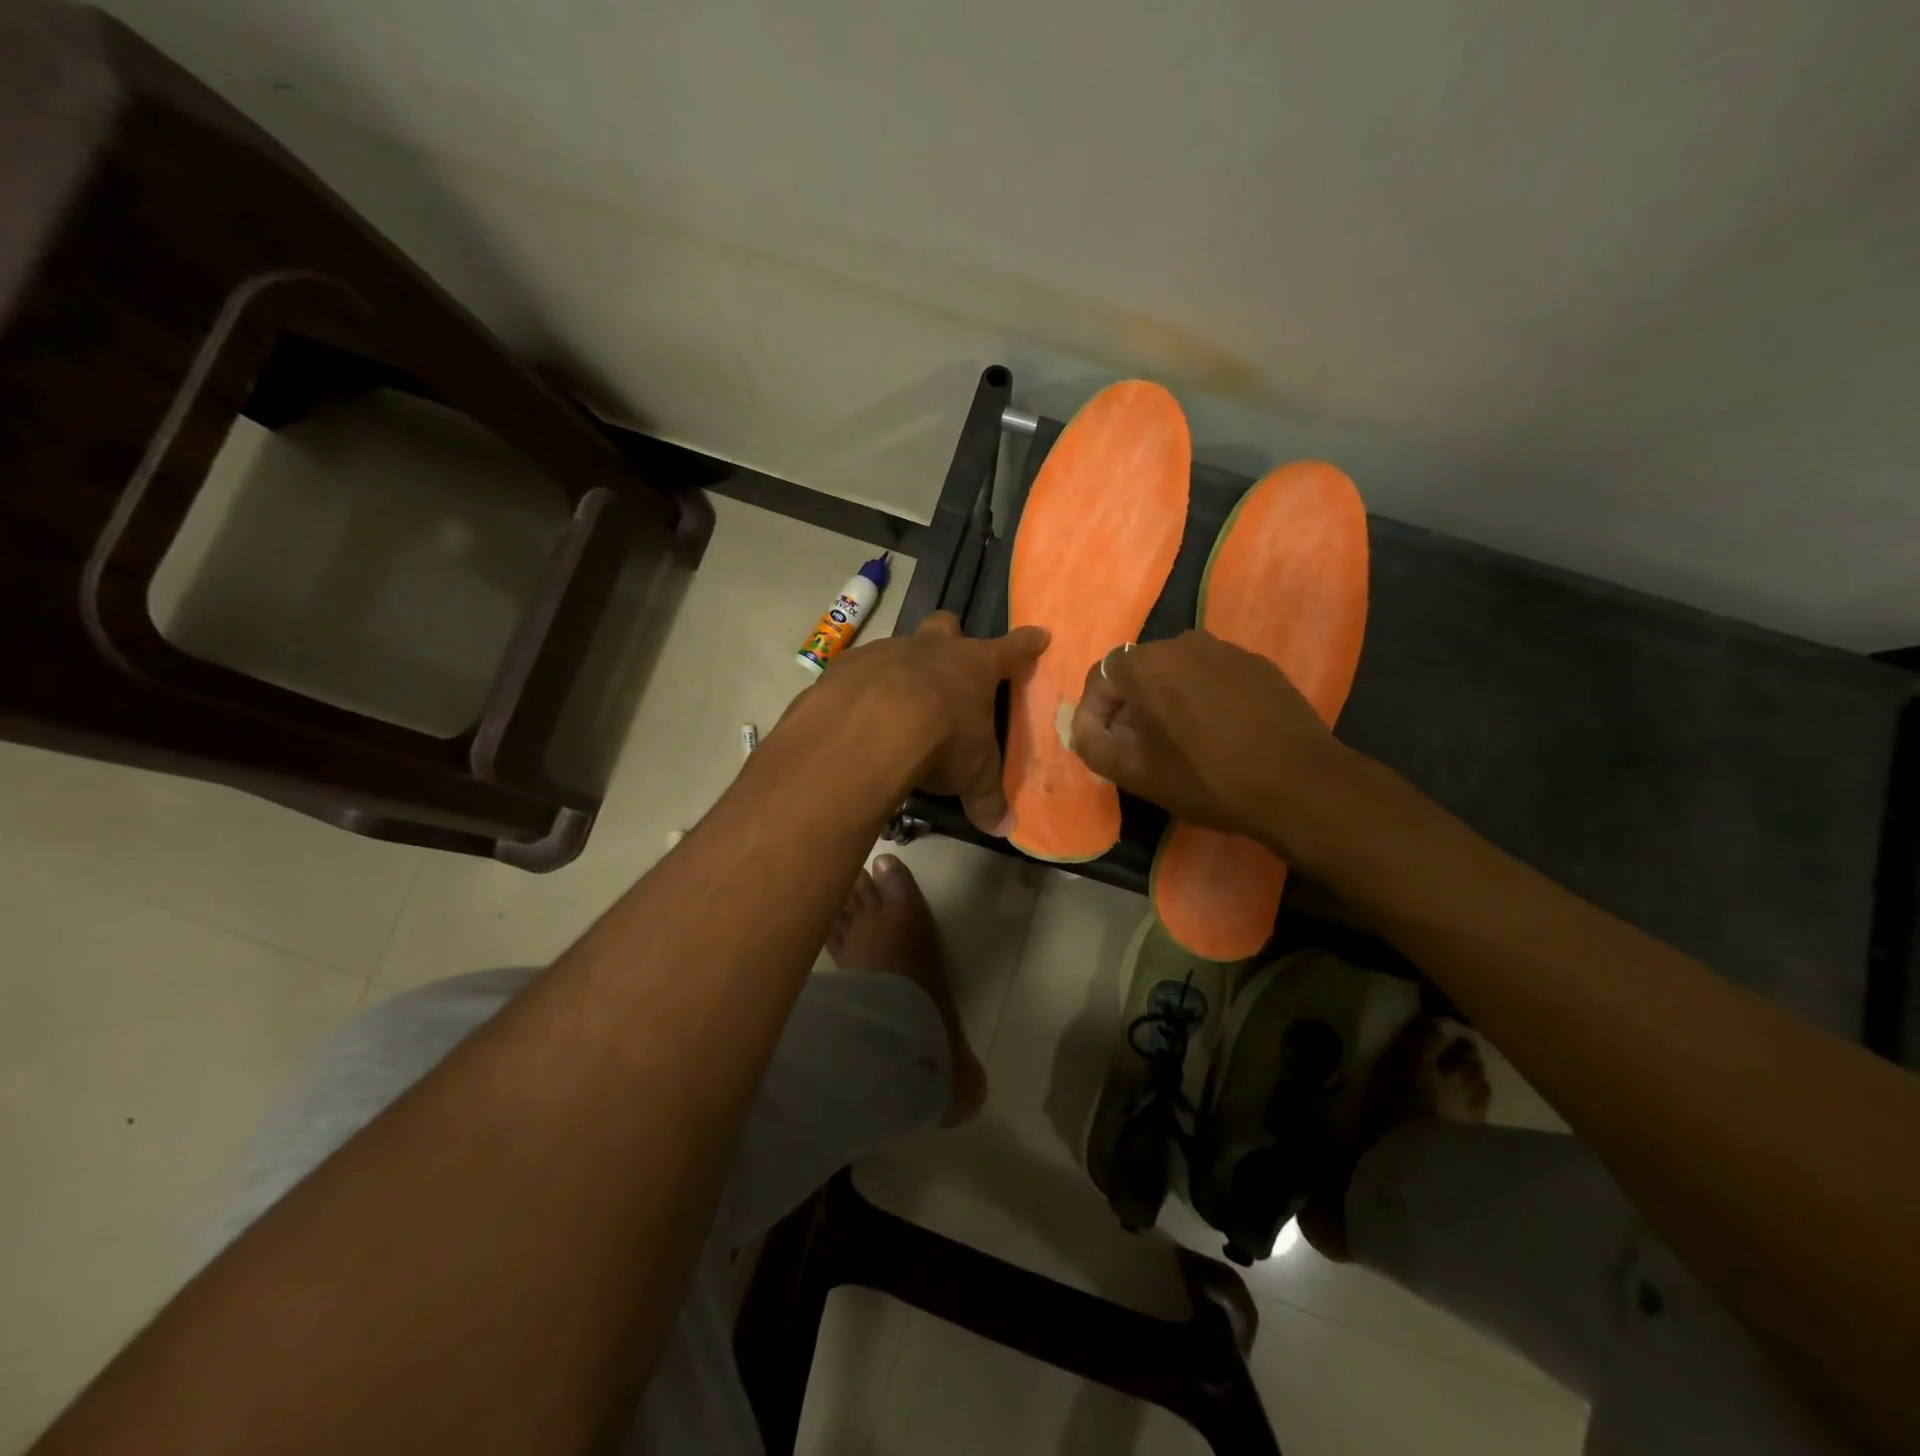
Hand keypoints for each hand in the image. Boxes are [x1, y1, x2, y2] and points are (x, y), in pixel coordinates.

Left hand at [793, 611, 1048, 835]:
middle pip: (946, 626)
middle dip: (950, 637)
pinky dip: (861, 689)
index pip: (1011, 649)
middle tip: (949, 662)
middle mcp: (932, 649)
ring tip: (895, 704)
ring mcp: (886, 652)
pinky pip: (858, 672)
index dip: (1025, 644)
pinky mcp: (846, 666)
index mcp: (974, 666)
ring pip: (899, 647)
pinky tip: (857, 716)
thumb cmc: (941, 742)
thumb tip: (1004, 828)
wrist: (868, 729)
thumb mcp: (973, 775)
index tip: (1038, 634)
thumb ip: (987, 798)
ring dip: (901, 669)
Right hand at [1068, 630, 1349, 852]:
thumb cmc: (1207, 778)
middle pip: (1138, 671)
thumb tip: (1084, 729)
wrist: (1299, 784)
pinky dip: (1203, 698)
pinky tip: (1220, 733)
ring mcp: (1226, 650)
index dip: (1093, 714)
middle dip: (1130, 706)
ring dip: (1167, 701)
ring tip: (1180, 741)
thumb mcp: (1135, 773)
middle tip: (1138, 747)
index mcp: (1146, 664)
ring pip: (1177, 672)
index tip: (1102, 746)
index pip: (1100, 678)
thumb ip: (1093, 745)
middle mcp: (1182, 643)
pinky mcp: (1258, 664)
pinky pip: (1213, 676)